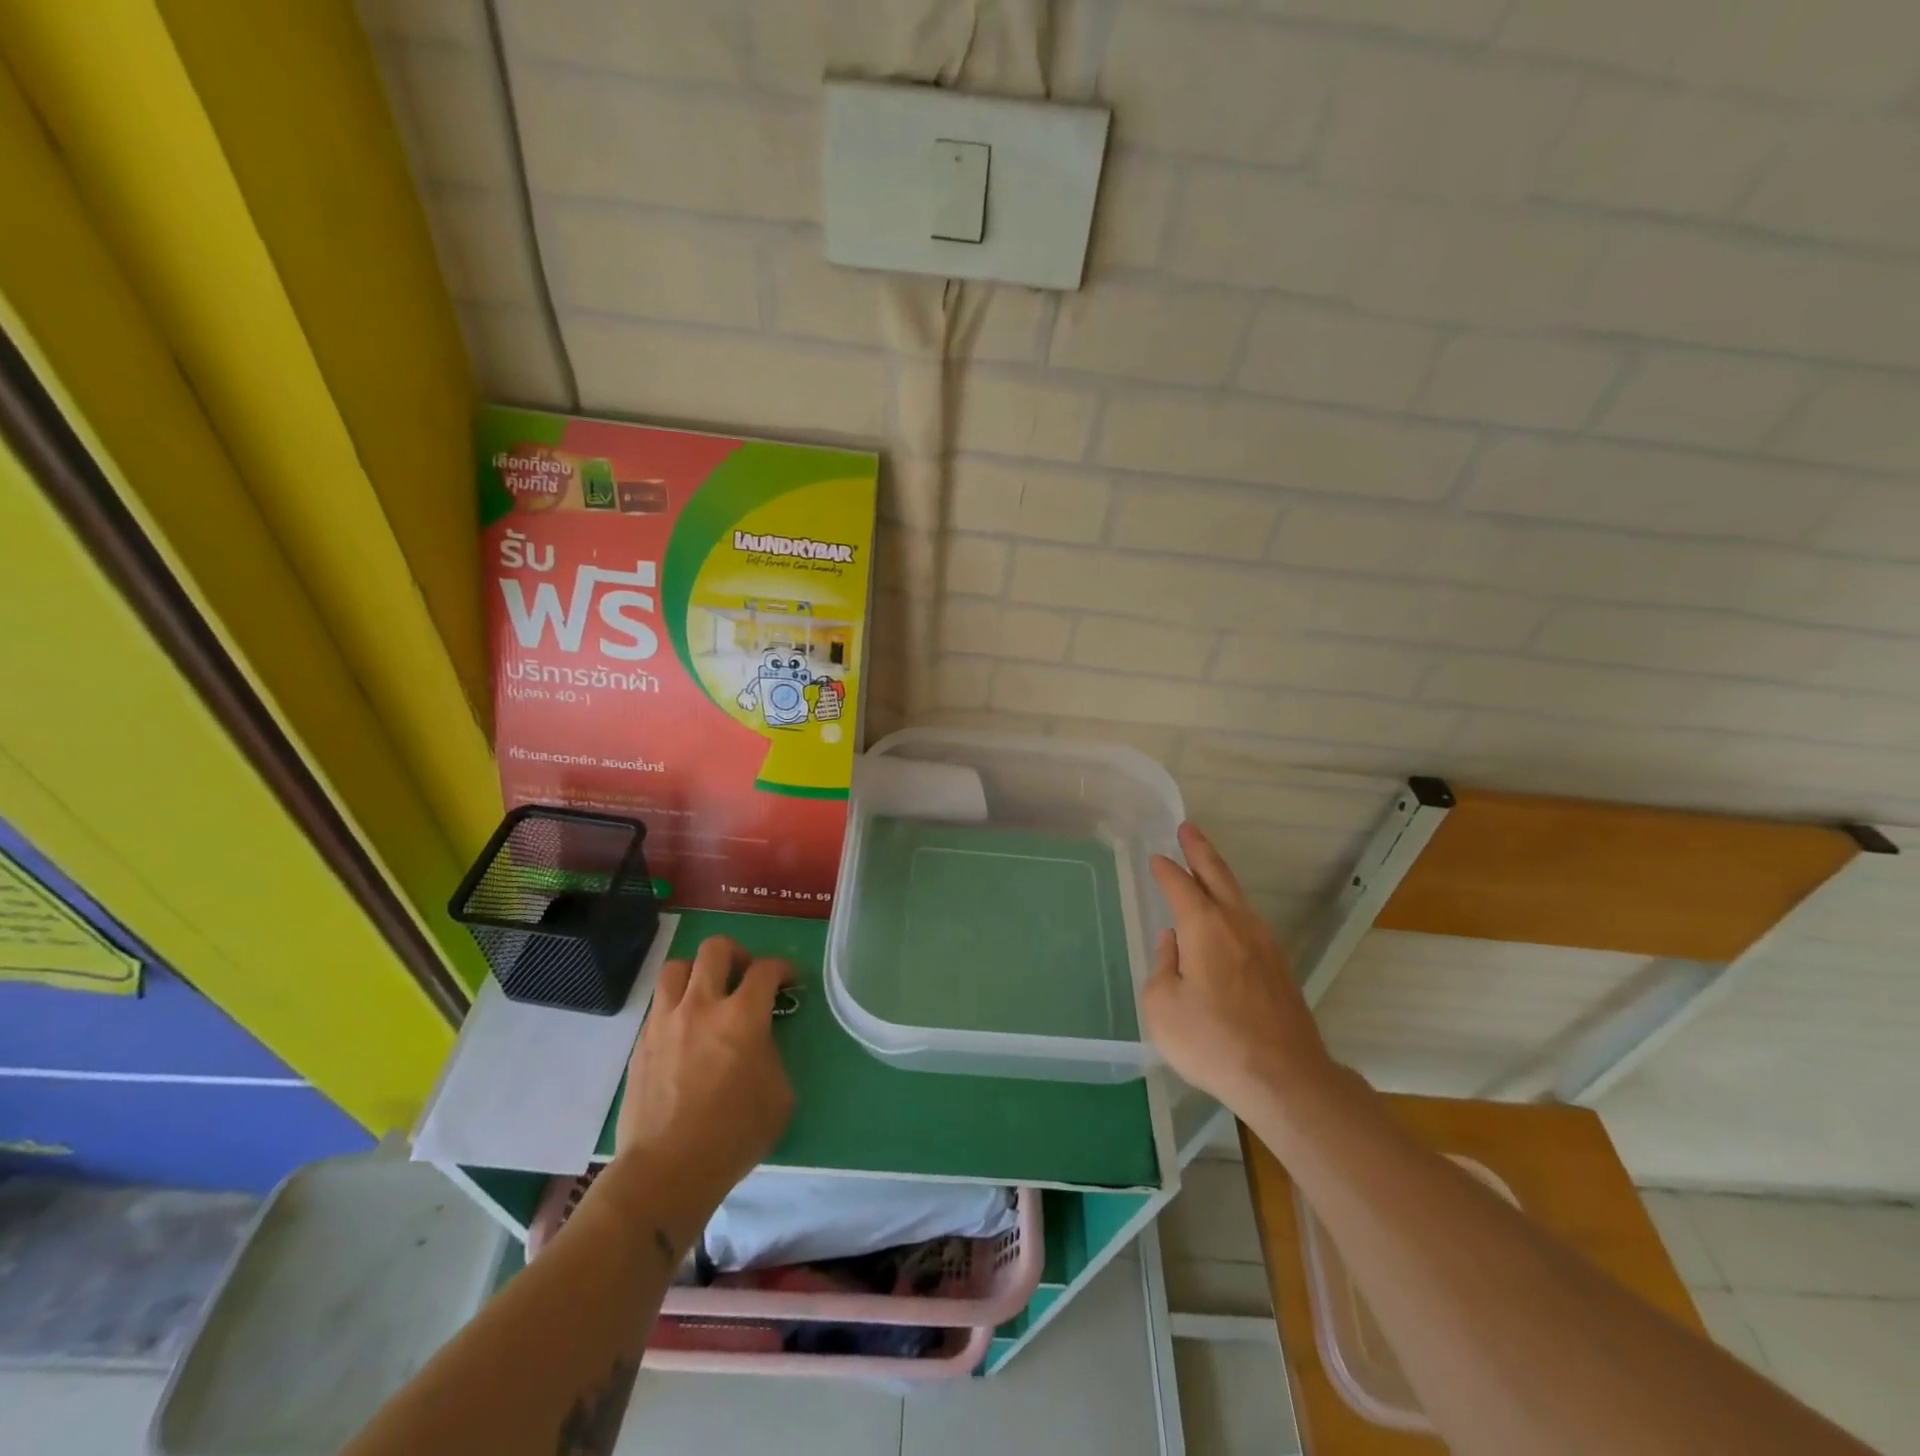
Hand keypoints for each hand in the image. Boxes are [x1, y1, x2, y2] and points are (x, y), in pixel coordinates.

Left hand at [612, 936, 794, 1217]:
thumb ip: (773, 1055)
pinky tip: (685, 1029)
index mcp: (742, 1016)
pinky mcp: (641, 1042)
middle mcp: (702, 1006)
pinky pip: (659, 1003)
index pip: (766, 969)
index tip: (789, 980)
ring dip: (697, 971)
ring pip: (677, 966)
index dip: (783, 968)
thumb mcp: (779, 1095)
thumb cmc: (733, 1136)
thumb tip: (760, 1042)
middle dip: (737, 954)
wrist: (666, 1171)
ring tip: (707, 992)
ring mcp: (666, 1021)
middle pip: (716, 949)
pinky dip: (676, 1004)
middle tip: (745, 976)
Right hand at [1143, 823, 1337, 1113]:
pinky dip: (1231, 907)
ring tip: (1204, 869)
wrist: (1284, 1078)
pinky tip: (1224, 921)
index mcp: (1205, 927)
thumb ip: (1163, 966)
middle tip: (1188, 828)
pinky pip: (1248, 922)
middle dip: (1200, 850)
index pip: (1180, 885)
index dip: (1166, 870)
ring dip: (1219, 877)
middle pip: (1218, 876)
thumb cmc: (1212, 1041)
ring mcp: (1265, 945)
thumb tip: (1175, 945)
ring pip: (1237, 898)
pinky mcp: (1279, 968)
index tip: (1156, 858)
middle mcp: (1238, 925)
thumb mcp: (1163, 1006)